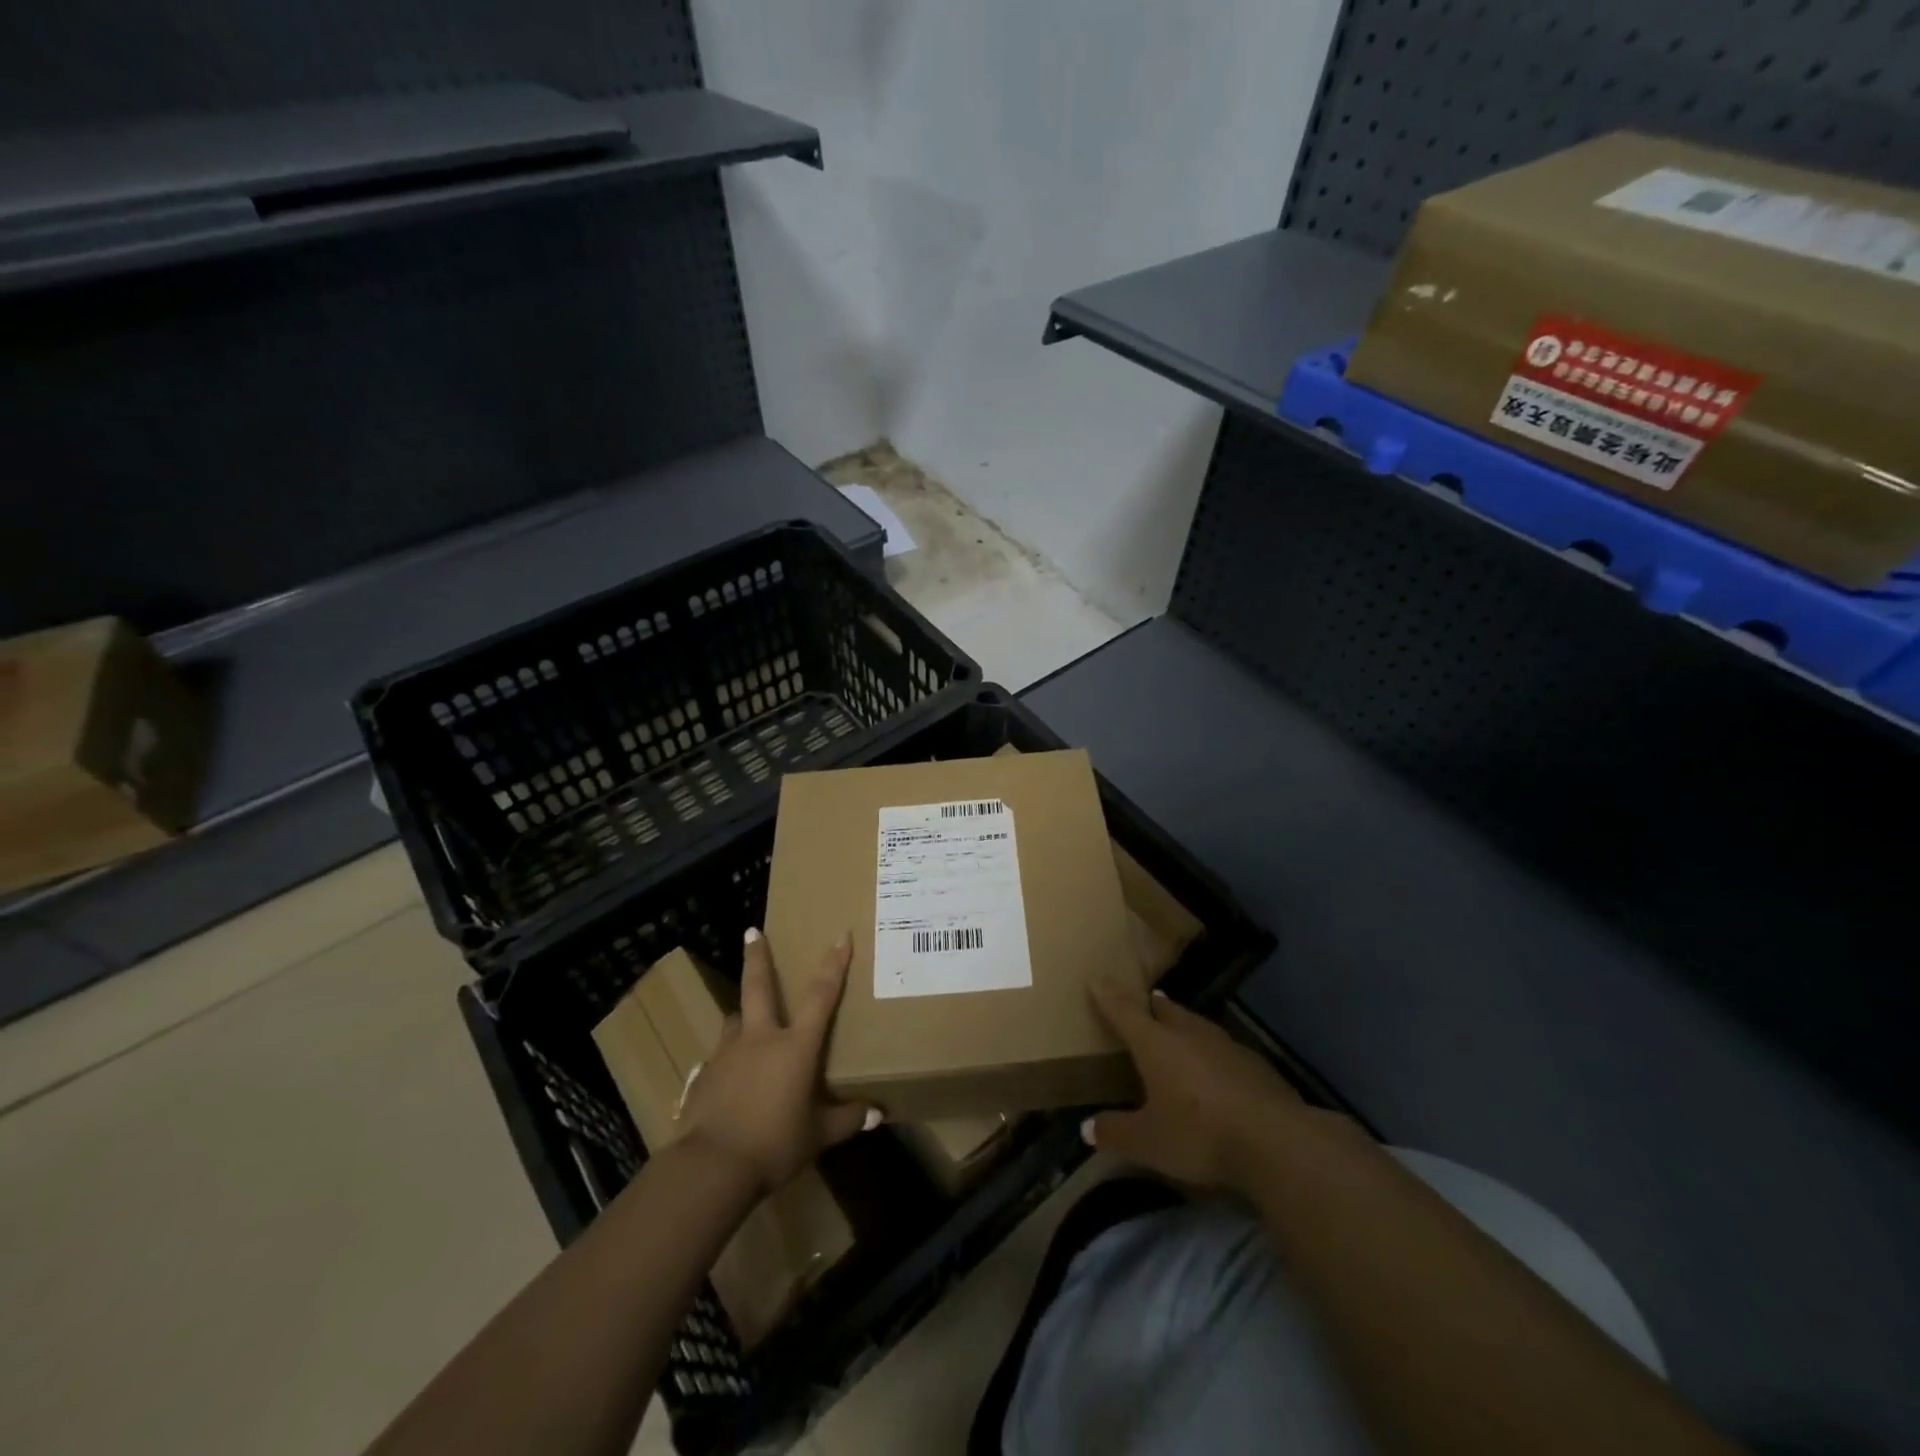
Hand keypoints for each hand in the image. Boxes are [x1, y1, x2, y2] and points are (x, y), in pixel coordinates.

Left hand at [677, 929, 878, 1197]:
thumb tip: (877, 1115)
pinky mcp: (703, 1077)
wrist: (711, 1167)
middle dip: (757, 957)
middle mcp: (759, 1039)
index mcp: (794, 1046)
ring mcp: (727, 1055)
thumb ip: (846, 1121)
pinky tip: (727, 1078)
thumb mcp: (818, 1136)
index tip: (840, 935)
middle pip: (758, 987)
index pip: (821, 996)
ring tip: (746, 1020)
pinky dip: (726, 1060)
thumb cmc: (774, 1144)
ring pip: (734, 1020)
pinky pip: (718, 1058)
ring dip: (742, 1015)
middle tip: (752, 931)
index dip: (834, 964)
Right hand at [1084, 977, 1304, 1193]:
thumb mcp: (1148, 1141)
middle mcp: (1189, 1033)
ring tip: (1179, 1029)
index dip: (1109, 996)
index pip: (1125, 1011)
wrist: (1275, 1141)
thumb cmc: (1198, 1133)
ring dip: (1185, 1026)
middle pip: (1167, 1011)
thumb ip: (1115, 1132)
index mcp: (1156, 1043)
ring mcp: (1227, 1045)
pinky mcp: (1257, 1065)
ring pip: (1198, 1026)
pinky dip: (1213, 1053)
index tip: (1098, 980)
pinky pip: (1226, 1049)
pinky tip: (1218, 1070)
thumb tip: (1087, 1128)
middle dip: (1153, 1006)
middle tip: (1146, 1003)